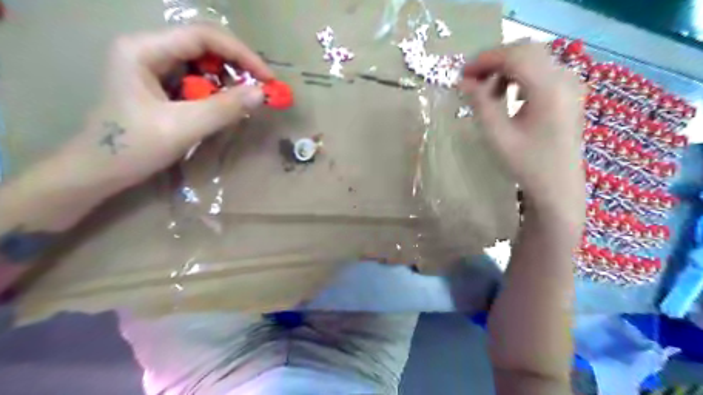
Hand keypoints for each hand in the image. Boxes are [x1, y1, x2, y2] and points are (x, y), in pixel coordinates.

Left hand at [56, 24, 273, 195]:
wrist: (100, 171)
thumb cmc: (133, 148)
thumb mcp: (183, 128)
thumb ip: (224, 109)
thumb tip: (263, 94)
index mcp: (143, 49)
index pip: (203, 36)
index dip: (241, 54)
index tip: (268, 78)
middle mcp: (148, 48)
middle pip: (204, 45)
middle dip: (237, 66)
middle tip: (261, 90)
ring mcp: (153, 64)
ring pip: (203, 61)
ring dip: (228, 79)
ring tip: (245, 99)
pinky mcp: (160, 82)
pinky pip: (197, 78)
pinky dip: (217, 90)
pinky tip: (225, 104)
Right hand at [463, 41, 588, 229]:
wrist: (557, 186)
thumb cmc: (526, 164)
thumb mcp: (497, 135)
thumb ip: (480, 103)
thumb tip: (464, 81)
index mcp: (549, 89)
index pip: (515, 56)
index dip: (485, 60)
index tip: (462, 74)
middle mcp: (564, 78)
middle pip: (526, 51)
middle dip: (495, 61)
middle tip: (471, 80)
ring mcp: (570, 84)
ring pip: (534, 59)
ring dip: (506, 68)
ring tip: (487, 93)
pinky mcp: (569, 92)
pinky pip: (542, 71)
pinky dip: (520, 76)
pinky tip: (508, 96)